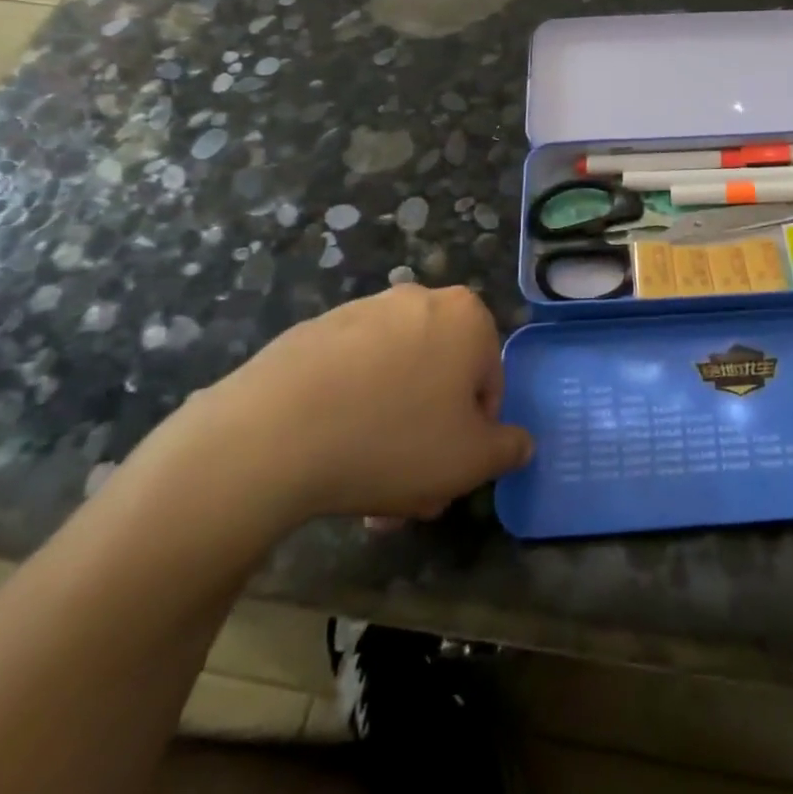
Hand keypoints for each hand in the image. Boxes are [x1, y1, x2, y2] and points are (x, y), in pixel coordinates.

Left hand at [198, 285, 533, 525]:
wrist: (272, 435)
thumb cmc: (393, 441)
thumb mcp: (470, 461)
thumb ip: (509, 448)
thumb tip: (520, 442)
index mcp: (466, 317)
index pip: (488, 382)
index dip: (474, 435)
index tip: (447, 475)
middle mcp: (418, 300)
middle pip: (438, 380)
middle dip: (429, 438)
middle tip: (408, 493)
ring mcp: (361, 311)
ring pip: (395, 381)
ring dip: (390, 431)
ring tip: (364, 488)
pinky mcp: (313, 331)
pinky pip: (350, 375)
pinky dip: (350, 411)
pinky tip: (329, 457)